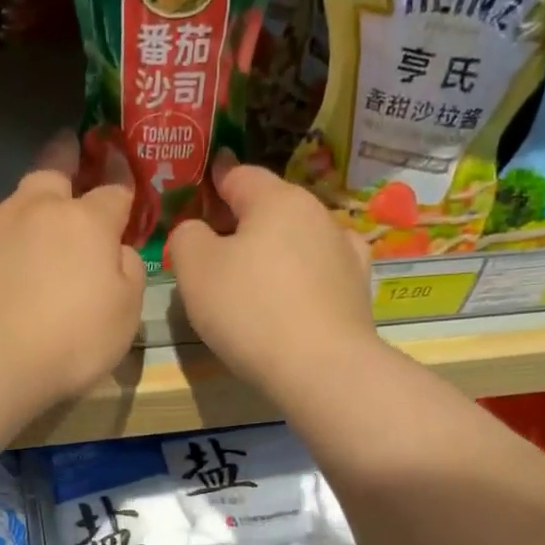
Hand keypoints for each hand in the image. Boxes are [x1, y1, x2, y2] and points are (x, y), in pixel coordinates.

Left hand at [0, 133, 145, 410]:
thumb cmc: (69, 341)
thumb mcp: (124, 315)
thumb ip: (128, 273)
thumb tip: (118, 251)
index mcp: (86, 223)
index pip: (113, 190)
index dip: (121, 177)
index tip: (120, 162)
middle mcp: (36, 210)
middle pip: (52, 171)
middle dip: (64, 156)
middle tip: (67, 147)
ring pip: (13, 203)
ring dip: (26, 208)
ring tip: (27, 229)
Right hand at [166, 157, 374, 395]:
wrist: (321, 369)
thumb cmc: (250, 311)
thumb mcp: (195, 270)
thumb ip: (186, 237)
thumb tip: (195, 230)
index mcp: (277, 199)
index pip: (240, 175)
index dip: (214, 182)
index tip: (200, 192)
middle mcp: (318, 214)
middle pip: (271, 208)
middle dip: (243, 223)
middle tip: (216, 252)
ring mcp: (345, 252)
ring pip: (299, 240)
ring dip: (276, 251)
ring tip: (256, 280)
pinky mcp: (358, 290)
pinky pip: (323, 272)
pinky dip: (305, 277)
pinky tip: (298, 294)